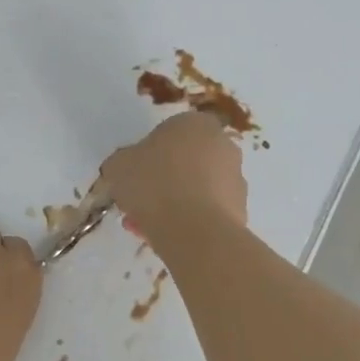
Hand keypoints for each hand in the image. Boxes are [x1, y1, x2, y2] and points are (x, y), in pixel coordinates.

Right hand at [99, 111, 247, 245]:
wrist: (195, 230)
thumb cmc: (154, 184)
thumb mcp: (119, 166)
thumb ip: (123, 162)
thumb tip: (128, 168)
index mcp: (195, 123)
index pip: (168, 133)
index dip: (148, 156)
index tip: (134, 176)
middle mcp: (223, 144)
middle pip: (185, 161)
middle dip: (164, 181)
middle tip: (141, 203)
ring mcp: (236, 178)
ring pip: (197, 188)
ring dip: (175, 203)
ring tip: (150, 227)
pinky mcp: (241, 209)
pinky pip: (208, 212)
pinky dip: (190, 221)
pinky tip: (170, 237)